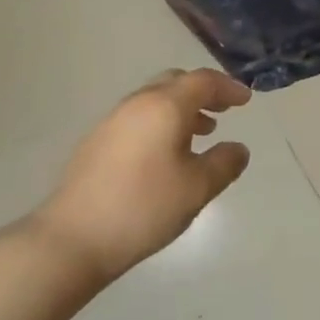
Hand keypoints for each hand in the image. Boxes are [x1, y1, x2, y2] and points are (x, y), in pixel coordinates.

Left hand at [32, 69, 251, 286]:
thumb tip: (238, 148)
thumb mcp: (197, 188)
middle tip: (223, 111)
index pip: (203, 81)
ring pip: (154, 100)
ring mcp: (112, 122)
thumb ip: (224, 163)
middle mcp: (137, 103)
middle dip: (203, 93)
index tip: (246, 100)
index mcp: (165, 106)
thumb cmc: (144, 207)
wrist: (73, 238)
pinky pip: (138, 119)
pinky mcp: (97, 143)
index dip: (228, 87)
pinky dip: (160, 124)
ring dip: (181, 110)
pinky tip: (166, 155)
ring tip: (200, 135)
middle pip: (175, 83)